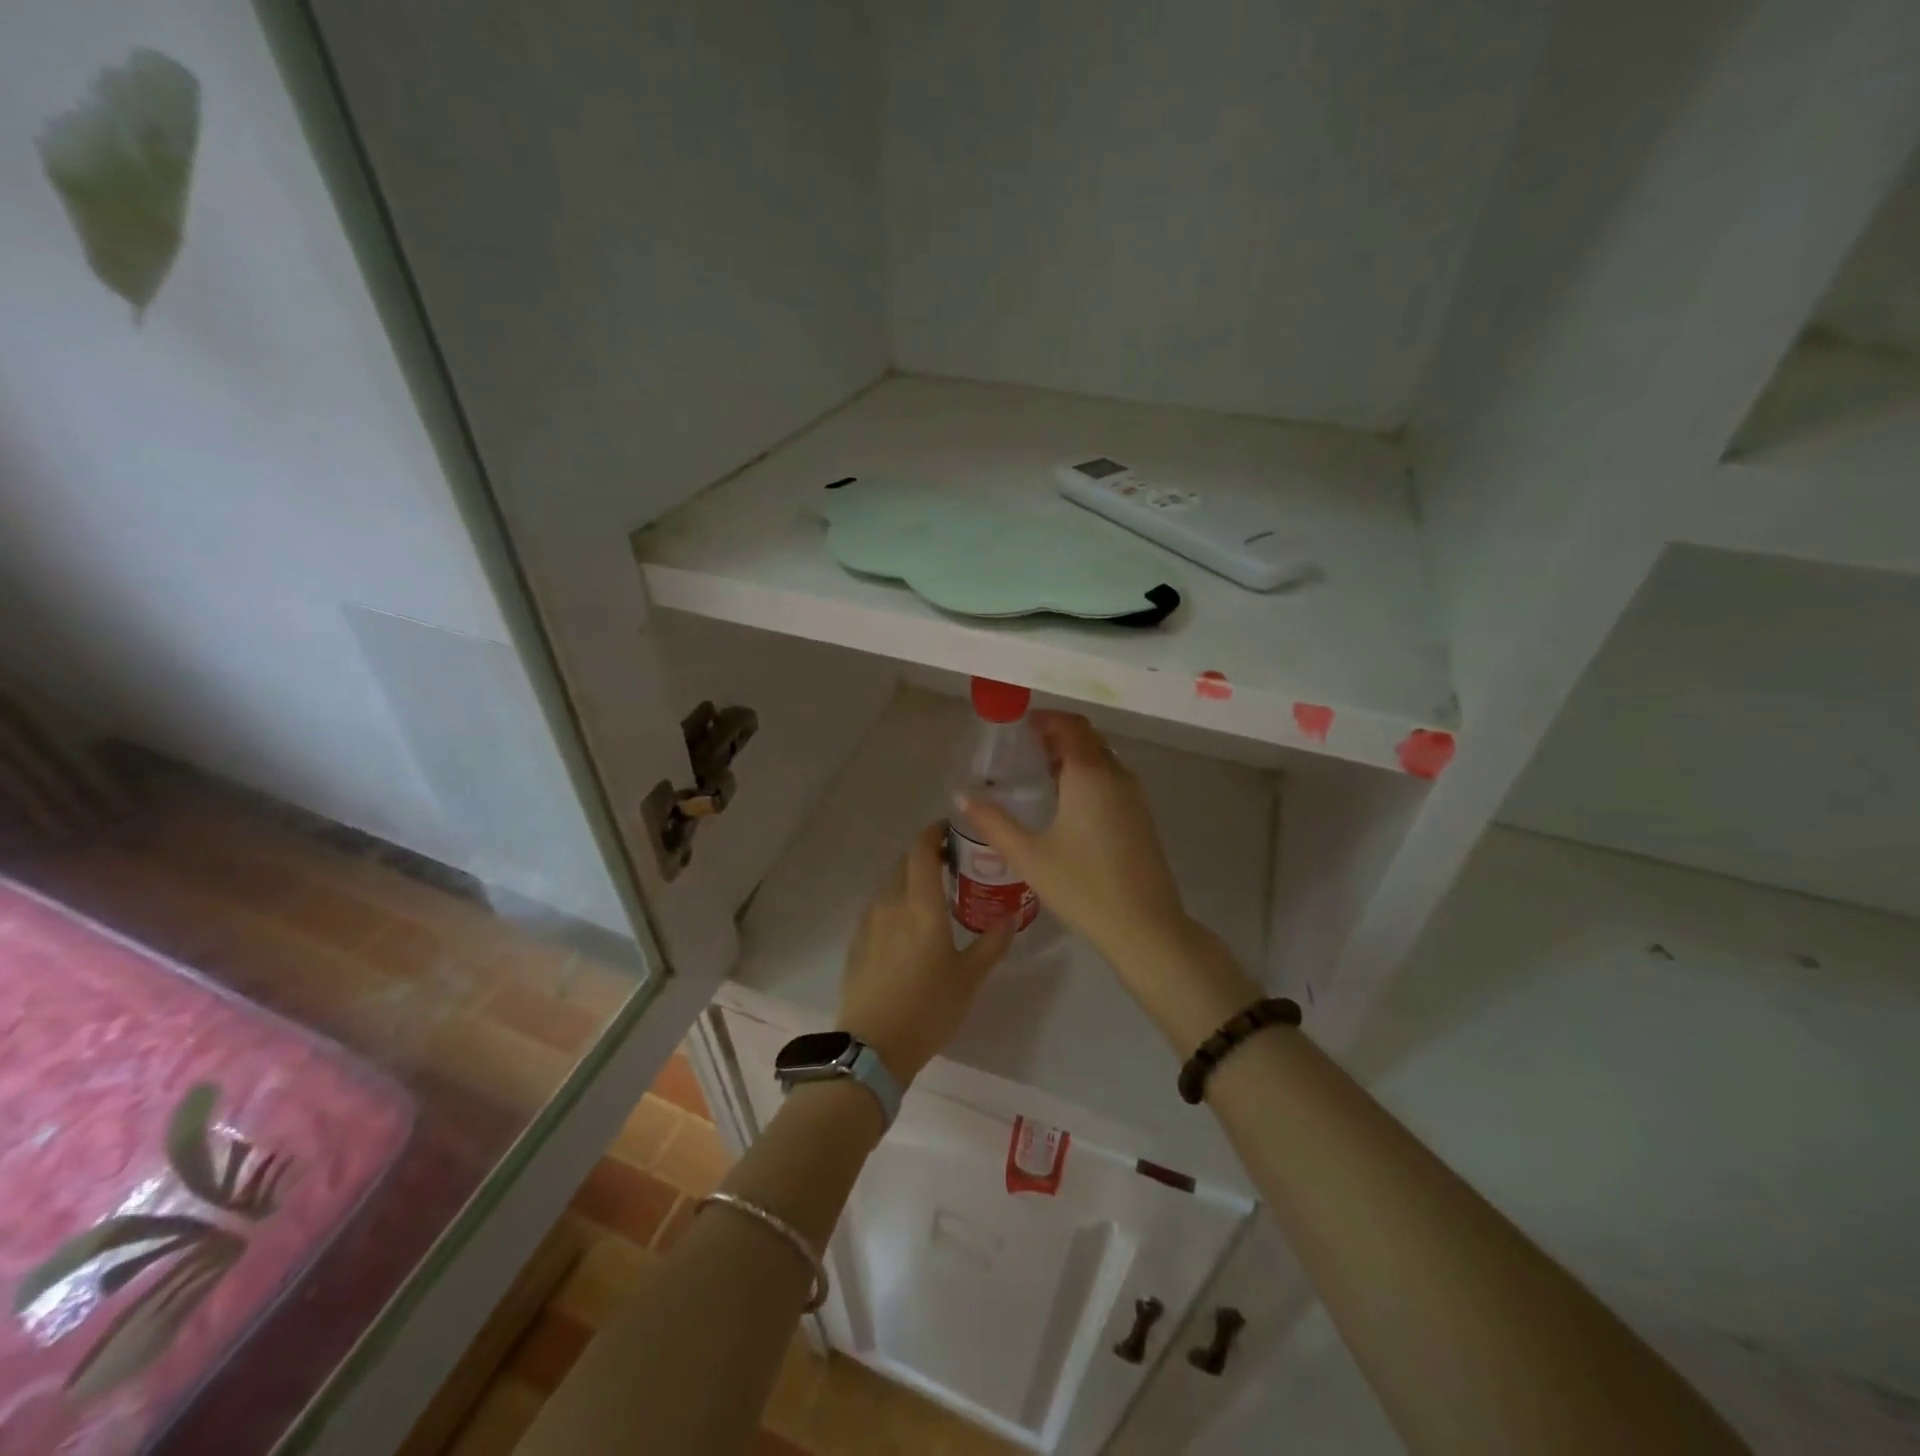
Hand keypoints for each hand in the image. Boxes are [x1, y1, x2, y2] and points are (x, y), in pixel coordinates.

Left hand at [836, 823, 1013, 1085]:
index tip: (952, 831)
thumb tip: (1010, 916)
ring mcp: (869, 922)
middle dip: (926, 855)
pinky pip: (878, 907)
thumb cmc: (928, 1008)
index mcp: (920, 904)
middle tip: (952, 865)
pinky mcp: (857, 942)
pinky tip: (909, 926)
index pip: (921, 849)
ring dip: (909, 879)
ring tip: (933, 895)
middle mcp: (891, 903)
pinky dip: (896, 902)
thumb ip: (992, 943)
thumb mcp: (970, 978)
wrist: (872, 1048)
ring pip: (890, 884)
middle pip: (904, 863)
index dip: (934, 832)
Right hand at [957, 712, 1190, 974]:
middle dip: (1057, 735)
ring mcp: (1135, 797)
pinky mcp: (1142, 817)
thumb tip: (961, 796)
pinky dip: (1090, 775)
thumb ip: (993, 822)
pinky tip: (1068, 805)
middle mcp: (1117, 776)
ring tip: (1041, 775)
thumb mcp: (1029, 855)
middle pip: (1088, 738)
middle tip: (1024, 750)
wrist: (1144, 926)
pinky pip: (1113, 779)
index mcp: (1090, 775)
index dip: (1044, 719)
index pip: (1070, 725)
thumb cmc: (1082, 887)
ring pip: (1103, 758)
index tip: (1018, 728)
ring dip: (1075, 756)